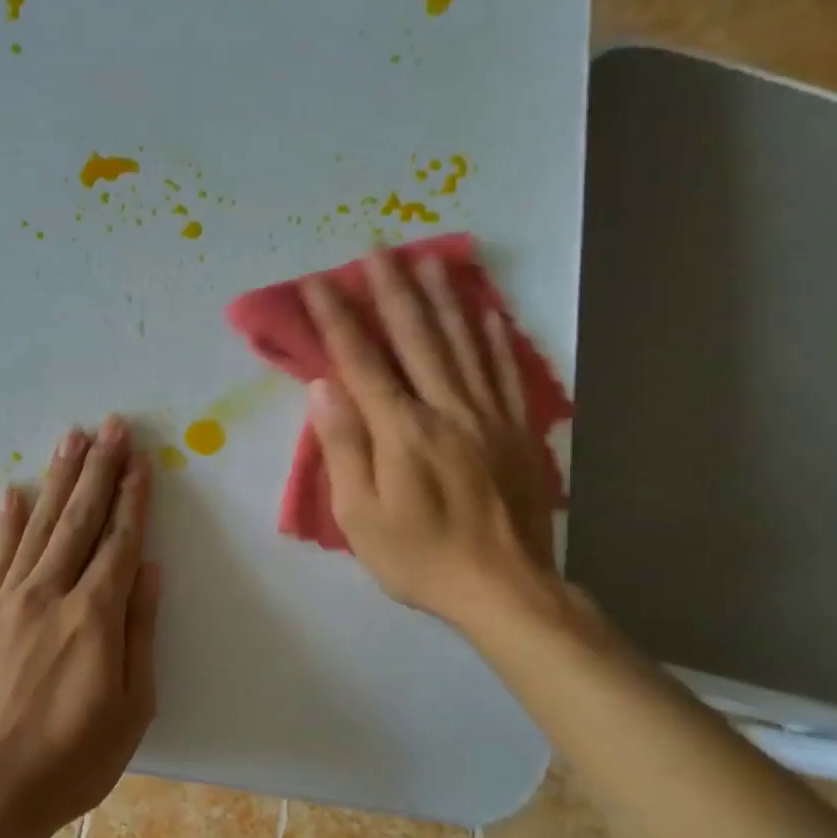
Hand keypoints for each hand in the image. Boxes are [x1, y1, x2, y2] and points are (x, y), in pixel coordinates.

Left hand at [0, 417, 160, 837]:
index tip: (140, 458)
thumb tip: (148, 570)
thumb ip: (140, 633)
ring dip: (58, 480)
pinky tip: (11, 491)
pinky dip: (5, 521)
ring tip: (72, 439)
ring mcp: (8, 600)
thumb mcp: (130, 709)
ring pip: (39, 525)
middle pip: (80, 519)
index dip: (132, 497)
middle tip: (112, 426)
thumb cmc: (70, 760)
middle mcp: (51, 594)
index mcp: (95, 617)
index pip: (119, 541)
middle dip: (99, 469)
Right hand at [302, 248, 559, 636]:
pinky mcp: (517, 430)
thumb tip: (324, 388)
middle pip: (417, 338)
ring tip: (429, 259)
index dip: (338, 319)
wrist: (504, 589)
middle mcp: (447, 409)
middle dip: (392, 291)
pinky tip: (487, 311)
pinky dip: (495, 337)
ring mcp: (488, 416)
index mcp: (402, 431)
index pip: (362, 362)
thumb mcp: (360, 516)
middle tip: (378, 248)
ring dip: (444, 298)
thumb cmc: (419, 557)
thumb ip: (344, 447)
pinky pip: (505, 372)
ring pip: (464, 343)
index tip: (319, 283)